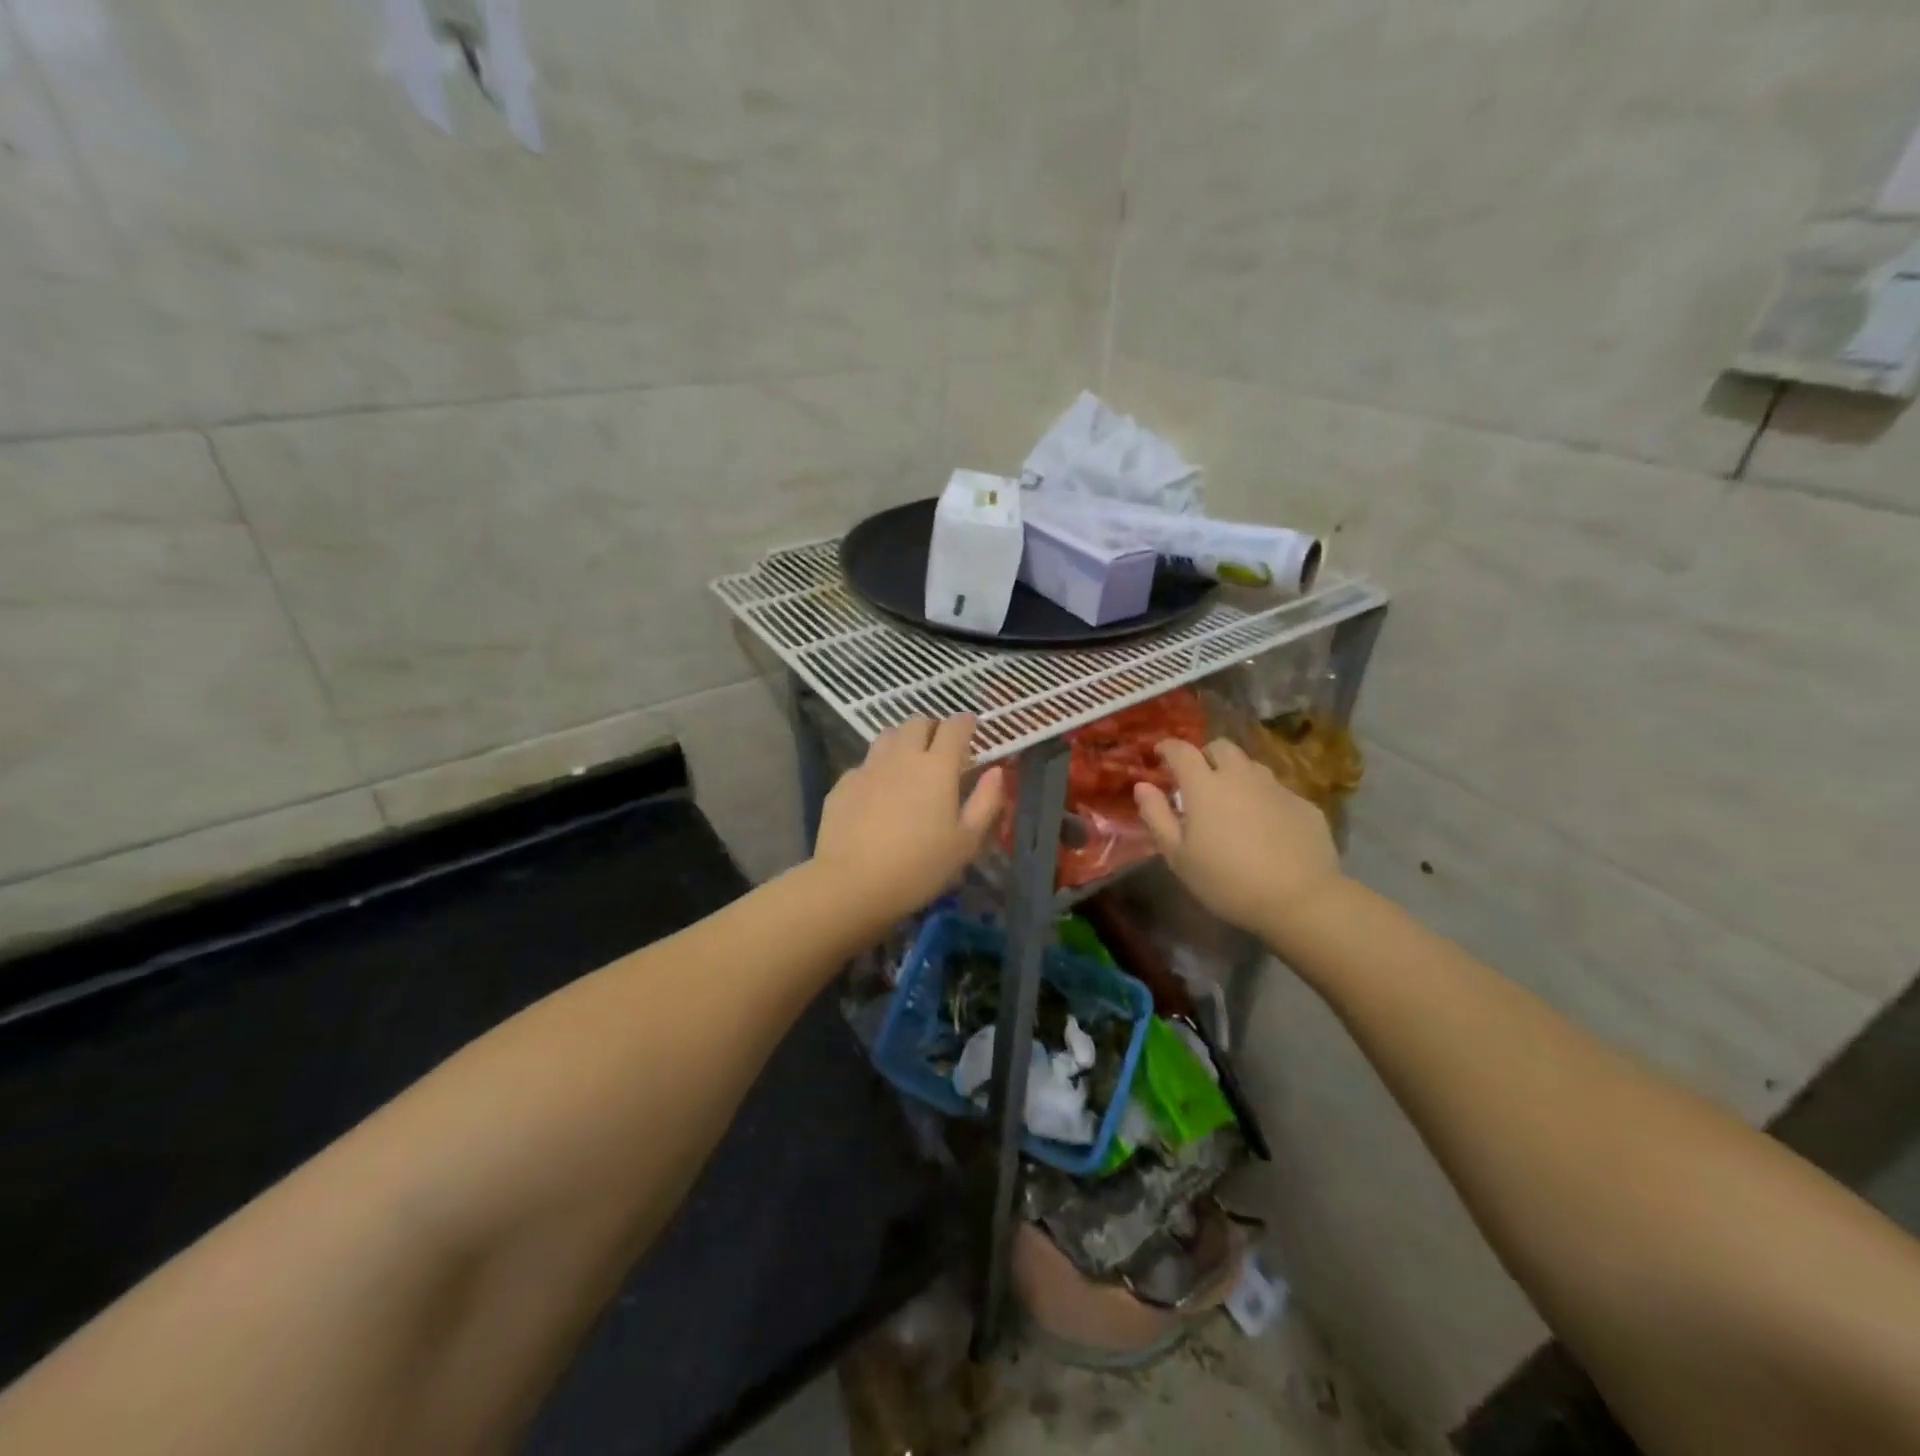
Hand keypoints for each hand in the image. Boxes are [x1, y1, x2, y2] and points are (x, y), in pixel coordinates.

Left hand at [812, 715, 1005, 920]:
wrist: (852, 883)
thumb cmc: (919, 867)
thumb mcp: (966, 842)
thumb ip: (985, 802)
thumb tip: (996, 772)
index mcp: (938, 767)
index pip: (956, 726)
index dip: (966, 723)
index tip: (972, 730)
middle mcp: (902, 756)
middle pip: (918, 722)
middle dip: (933, 727)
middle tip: (941, 748)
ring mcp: (868, 767)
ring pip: (888, 735)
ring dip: (903, 741)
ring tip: (908, 764)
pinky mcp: (843, 784)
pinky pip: (865, 764)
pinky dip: (877, 769)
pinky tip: (878, 793)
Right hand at [1133, 737, 1342, 938]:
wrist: (1300, 899)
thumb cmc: (1227, 881)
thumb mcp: (1178, 856)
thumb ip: (1156, 816)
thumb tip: (1143, 786)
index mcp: (1205, 785)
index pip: (1182, 750)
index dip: (1168, 747)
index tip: (1160, 754)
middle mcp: (1241, 776)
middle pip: (1221, 747)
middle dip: (1205, 755)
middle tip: (1198, 779)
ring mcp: (1276, 788)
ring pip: (1251, 766)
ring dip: (1236, 774)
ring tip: (1232, 801)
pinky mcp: (1304, 804)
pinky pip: (1277, 791)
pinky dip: (1263, 798)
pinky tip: (1265, 826)